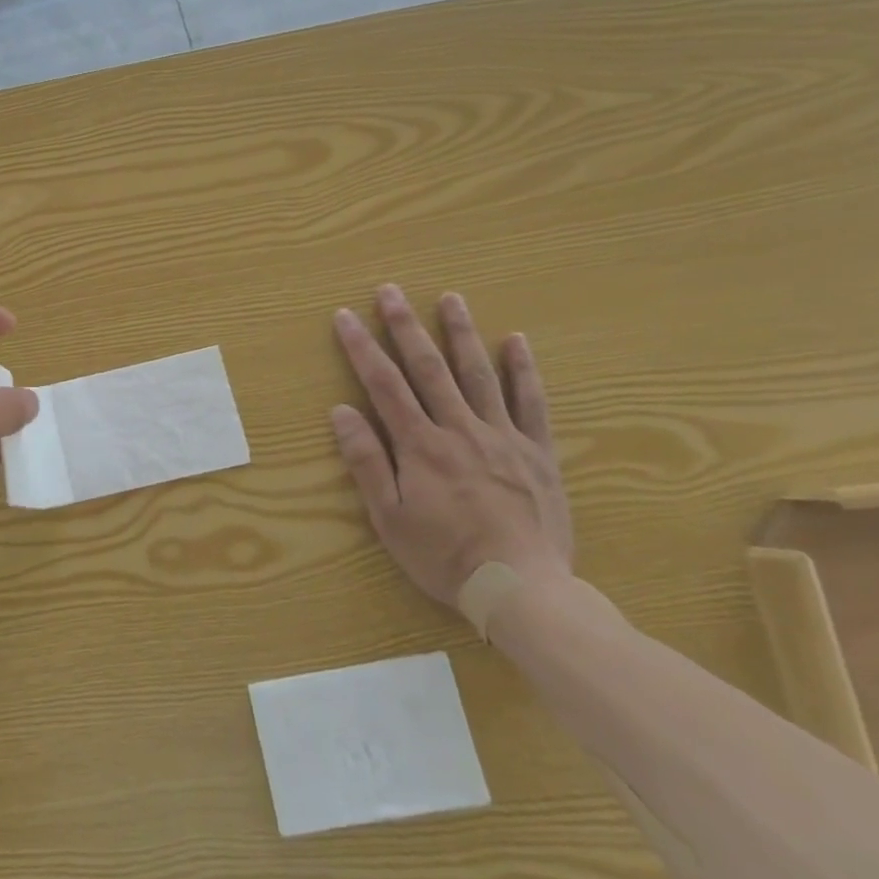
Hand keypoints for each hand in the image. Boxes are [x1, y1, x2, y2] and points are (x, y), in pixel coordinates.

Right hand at [330, 284, 572, 609]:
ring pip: (478, 373)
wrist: (521, 589)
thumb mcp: (388, 517)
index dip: (362, 347)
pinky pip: (531, 402)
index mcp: (420, 445)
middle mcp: (459, 429)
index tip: (345, 316)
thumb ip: (366, 461)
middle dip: (405, 325)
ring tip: (450, 297)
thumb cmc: (443, 555)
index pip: (383, 384)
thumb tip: (341, 411)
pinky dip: (523, 369)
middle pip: (428, 367)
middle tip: (390, 290)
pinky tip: (516, 341)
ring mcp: (502, 436)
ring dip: (461, 332)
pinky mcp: (536, 451)